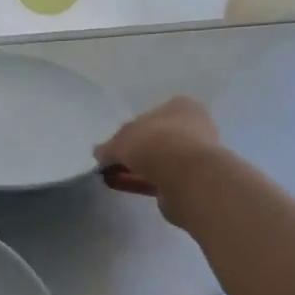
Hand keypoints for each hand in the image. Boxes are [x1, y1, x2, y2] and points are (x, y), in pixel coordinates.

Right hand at [95, 98, 221, 219]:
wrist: (186, 176)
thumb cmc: (153, 143)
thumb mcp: (121, 141)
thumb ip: (108, 147)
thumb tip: (99, 153)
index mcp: (180, 107)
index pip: (150, 116)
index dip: (129, 130)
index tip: (114, 145)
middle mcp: (192, 127)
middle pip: (155, 139)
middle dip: (134, 151)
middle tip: (113, 162)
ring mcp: (195, 155)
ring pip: (158, 160)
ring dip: (137, 168)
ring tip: (113, 177)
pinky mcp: (192, 180)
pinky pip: (161, 178)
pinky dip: (142, 182)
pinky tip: (124, 187)